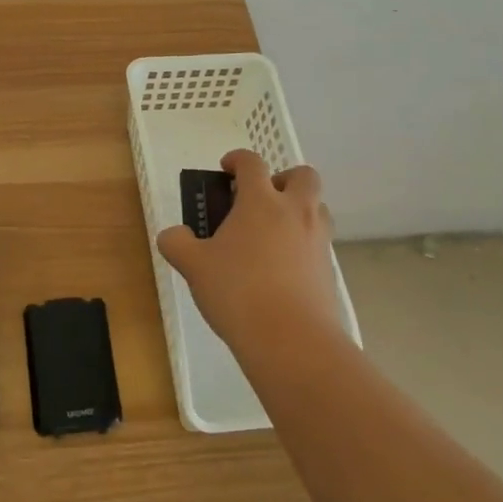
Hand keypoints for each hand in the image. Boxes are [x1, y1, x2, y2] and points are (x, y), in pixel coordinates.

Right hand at [156, 150, 345, 353]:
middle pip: (303, 175)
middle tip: (260, 200)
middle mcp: (295, 212)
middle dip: (283, 179)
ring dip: (298, 210)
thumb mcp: (194, 266)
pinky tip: (281, 269)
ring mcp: (318, 241)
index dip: (237, 160)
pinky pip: (319, 243)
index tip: (226, 170)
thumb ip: (177, 244)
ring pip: (317, 208)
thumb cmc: (238, 292)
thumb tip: (173, 235)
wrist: (292, 341)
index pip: (252, 162)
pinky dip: (303, 244)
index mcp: (261, 201)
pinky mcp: (329, 271)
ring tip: (271, 235)